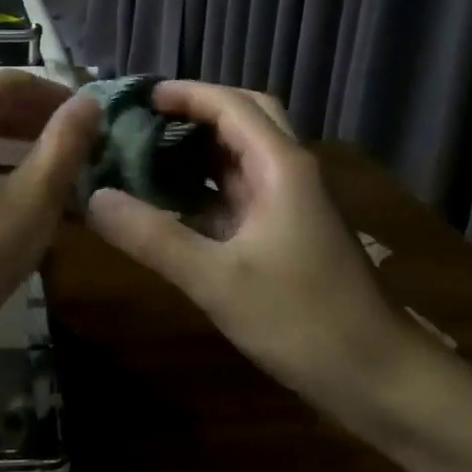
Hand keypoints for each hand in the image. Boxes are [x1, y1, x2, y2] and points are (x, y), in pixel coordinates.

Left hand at [0, 71, 99, 355]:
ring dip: (20, 148)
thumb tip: (88, 102)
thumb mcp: (33, 199)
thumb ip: (65, 145)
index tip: (93, 122)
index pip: (16, 81)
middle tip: (82, 150)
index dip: (58, 96)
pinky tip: (17, 204)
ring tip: (59, 178)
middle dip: (41, 122)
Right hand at [84, 81, 427, 422]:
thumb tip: (93, 197)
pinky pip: (239, 192)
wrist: (379, 378)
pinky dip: (205, 186)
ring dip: (199, 148)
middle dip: (195, 111)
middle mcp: (288, 173)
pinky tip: (170, 202)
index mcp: (281, 167)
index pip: (231, 105)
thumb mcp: (218, 280)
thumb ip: (153, 237)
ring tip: (146, 152)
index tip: (137, 97)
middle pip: (244, 118)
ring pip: (242, 155)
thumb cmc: (303, 320)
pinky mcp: (286, 233)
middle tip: (144, 121)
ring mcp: (290, 204)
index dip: (185, 93)